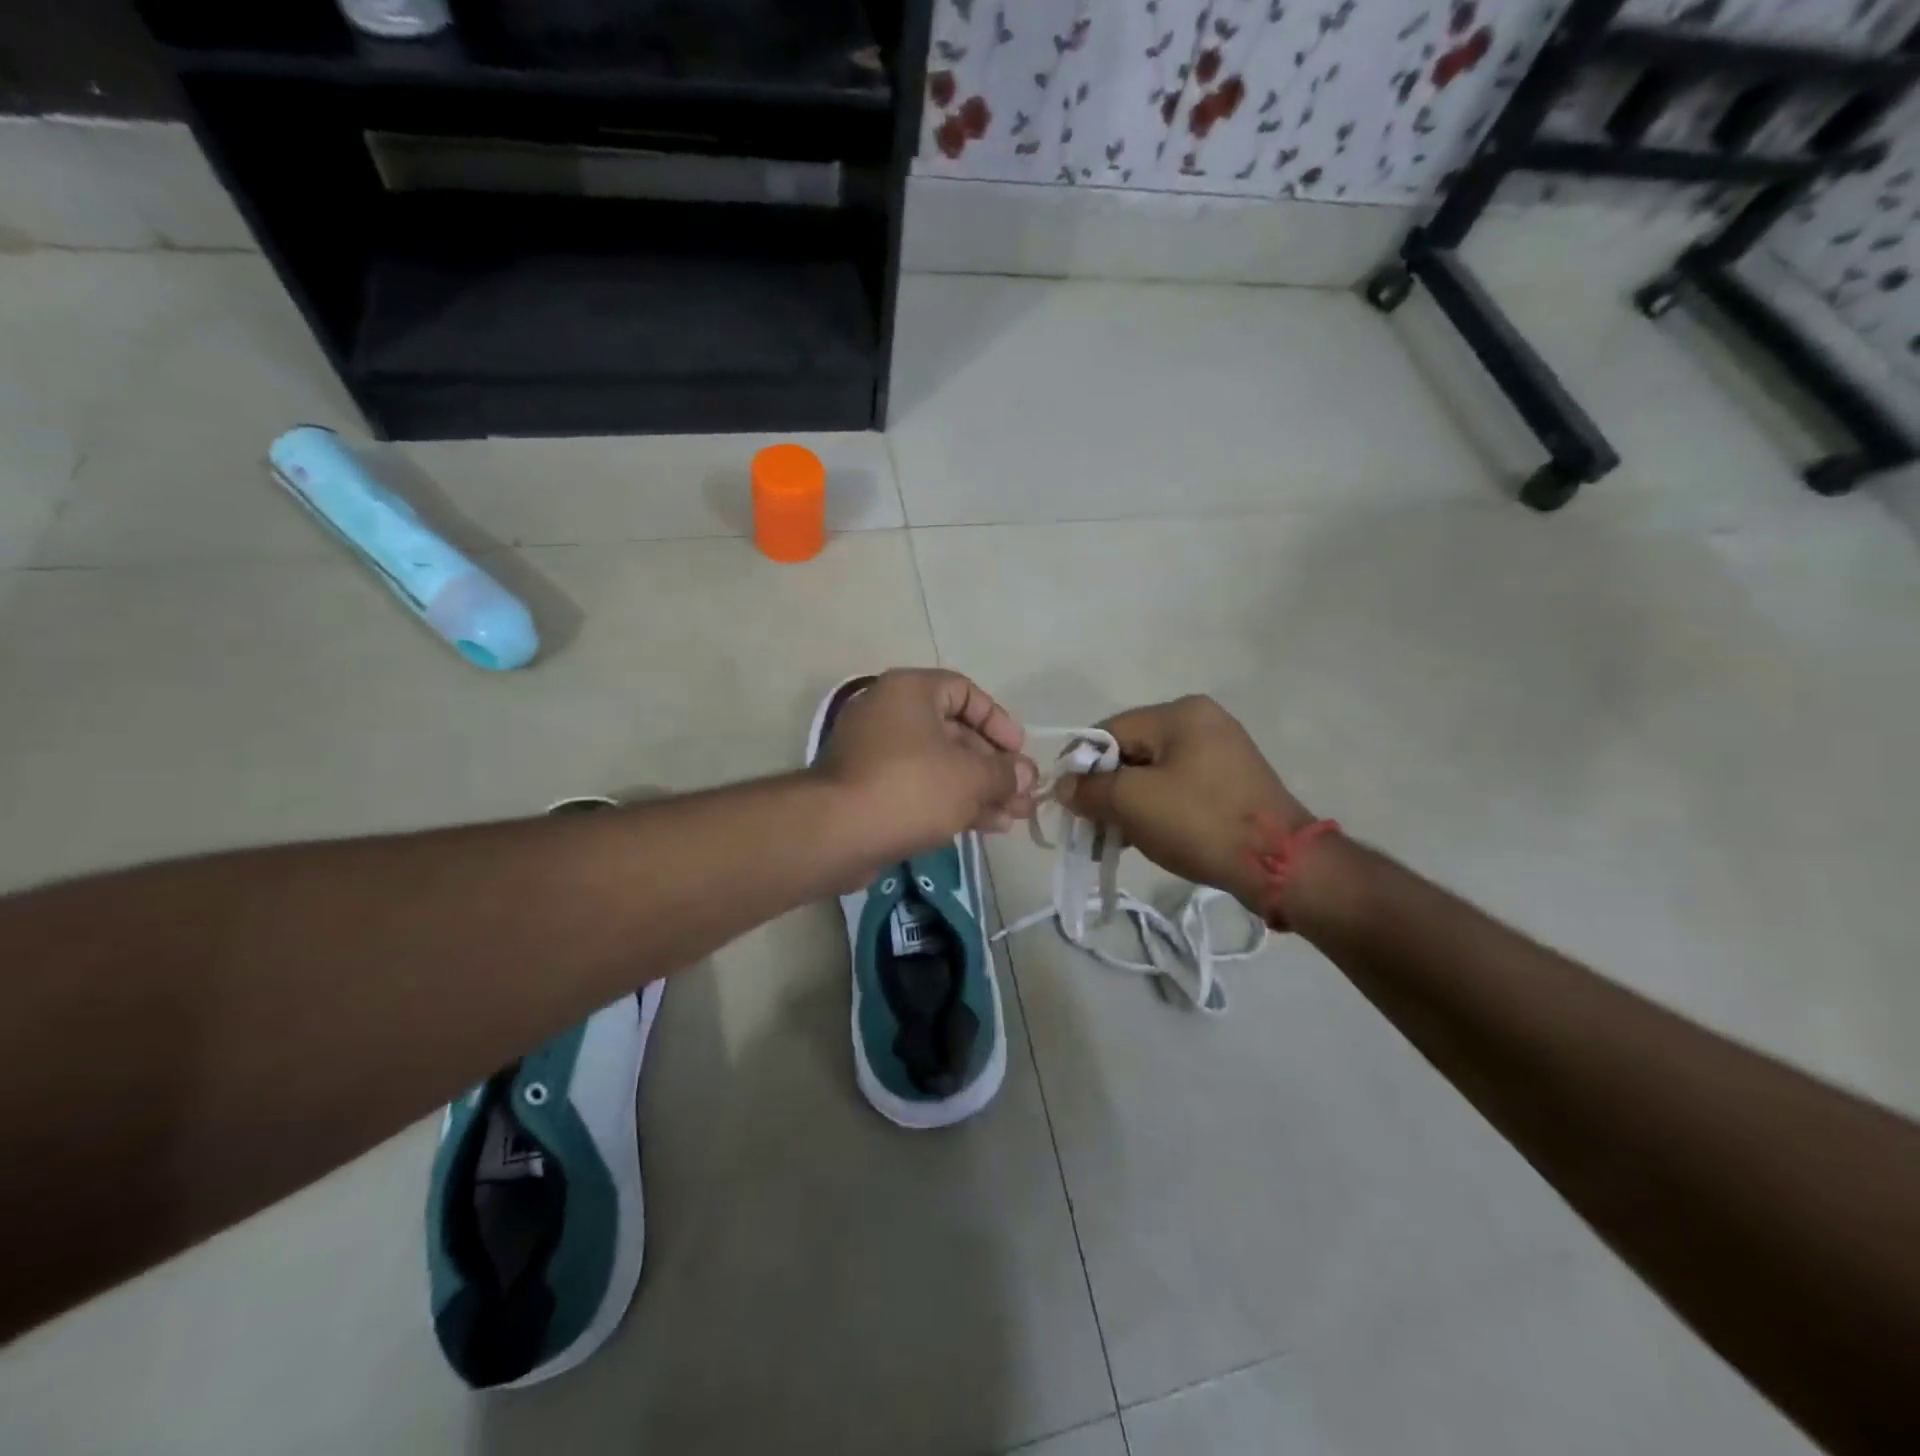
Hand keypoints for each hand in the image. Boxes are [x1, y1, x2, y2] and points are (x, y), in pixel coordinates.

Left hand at [811, 669, 1037, 857]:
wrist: (837, 832)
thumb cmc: (910, 787)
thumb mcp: (970, 777)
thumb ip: (1005, 773)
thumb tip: (1027, 775)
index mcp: (910, 691)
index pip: (965, 692)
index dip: (998, 721)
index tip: (1019, 753)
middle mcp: (890, 714)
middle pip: (955, 733)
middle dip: (994, 766)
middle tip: (1023, 794)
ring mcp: (876, 754)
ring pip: (940, 766)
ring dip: (980, 789)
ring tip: (1014, 816)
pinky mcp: (870, 790)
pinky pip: (920, 788)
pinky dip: (952, 802)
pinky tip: (987, 826)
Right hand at [1055, 695, 1313, 911]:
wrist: (1281, 865)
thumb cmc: (1200, 821)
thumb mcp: (1133, 803)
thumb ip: (1090, 790)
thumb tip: (1064, 786)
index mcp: (1181, 713)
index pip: (1110, 730)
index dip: (1082, 765)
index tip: (1067, 801)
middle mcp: (1203, 722)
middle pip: (1132, 751)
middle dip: (1106, 788)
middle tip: (1091, 825)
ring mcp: (1221, 752)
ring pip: (1154, 773)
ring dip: (1129, 804)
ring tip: (1115, 839)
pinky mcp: (1231, 782)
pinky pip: (1178, 788)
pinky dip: (1156, 809)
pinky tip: (1144, 837)